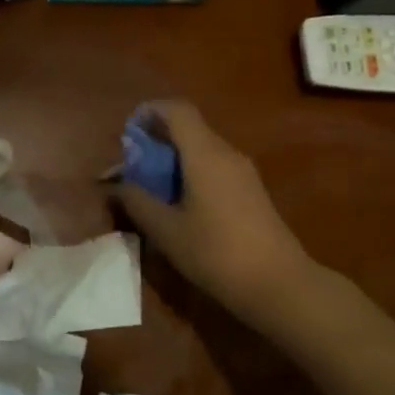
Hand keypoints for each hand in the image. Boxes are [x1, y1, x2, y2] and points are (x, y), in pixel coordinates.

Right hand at [113, 101, 318, 331]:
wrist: (279, 284)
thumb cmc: (217, 252)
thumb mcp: (166, 230)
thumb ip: (137, 201)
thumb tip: (115, 185)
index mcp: (205, 153)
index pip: (177, 110)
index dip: (150, 111)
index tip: (128, 132)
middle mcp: (226, 153)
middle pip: (188, 128)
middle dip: (156, 139)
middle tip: (131, 165)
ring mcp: (243, 171)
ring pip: (201, 148)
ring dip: (172, 158)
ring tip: (149, 186)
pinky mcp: (251, 191)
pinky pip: (214, 166)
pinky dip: (190, 172)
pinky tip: (178, 202)